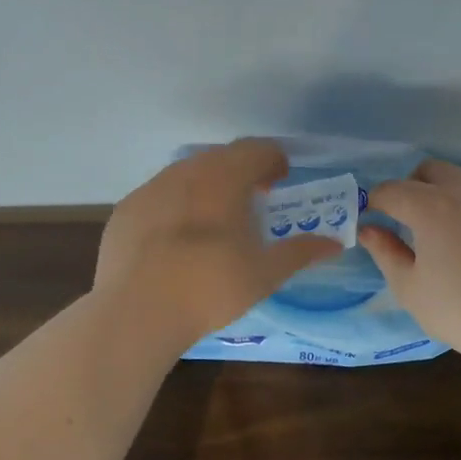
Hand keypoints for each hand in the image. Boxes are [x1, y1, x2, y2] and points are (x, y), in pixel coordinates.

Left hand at [95, 139, 341, 349]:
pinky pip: (158, 196)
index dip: (273, 160)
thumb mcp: (265, 273)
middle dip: (241, 171)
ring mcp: (151, 188)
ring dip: (206, 186)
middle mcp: (186, 171)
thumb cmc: (211, 286)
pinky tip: (175, 238)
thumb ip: (301, 252)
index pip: (257, 149)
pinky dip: (175, 206)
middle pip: (221, 158)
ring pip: (186, 174)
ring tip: (214, 218)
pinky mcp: (126, 210)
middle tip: (252, 198)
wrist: (137, 310)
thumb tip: (334, 243)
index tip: (280, 179)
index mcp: (225, 177)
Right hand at [360, 159, 460, 357]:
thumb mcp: (409, 286)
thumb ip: (385, 251)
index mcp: (431, 207)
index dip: (374, 203)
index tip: (370, 220)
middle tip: (406, 219)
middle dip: (412, 187)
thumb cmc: (458, 310)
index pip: (391, 190)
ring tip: (442, 231)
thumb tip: (369, 230)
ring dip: (445, 194)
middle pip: (430, 170)